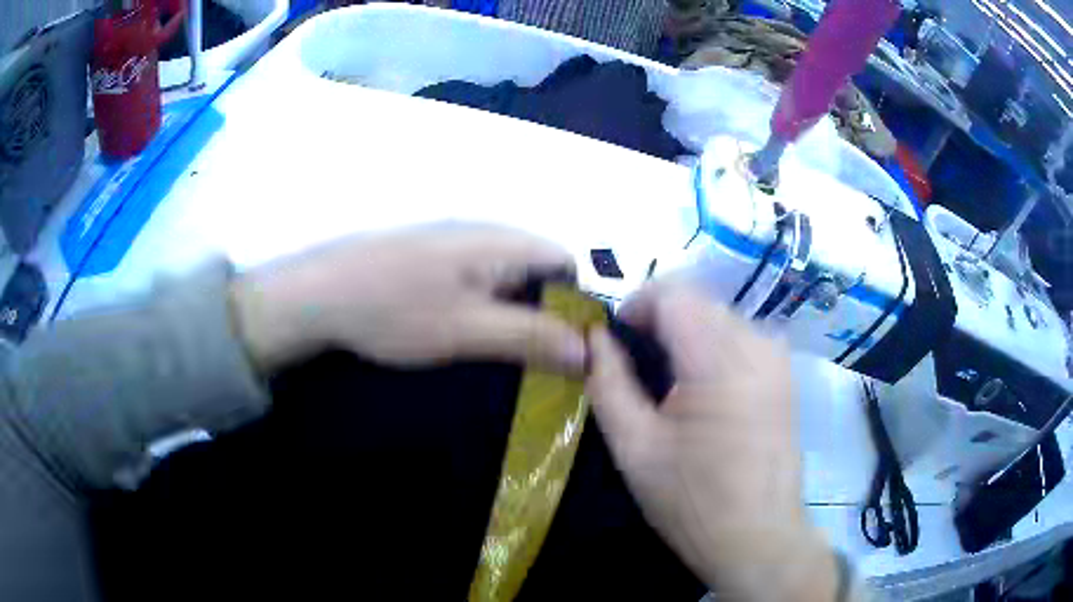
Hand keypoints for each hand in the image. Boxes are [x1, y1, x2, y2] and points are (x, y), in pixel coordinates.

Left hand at [229, 223, 586, 374]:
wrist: (320, 297)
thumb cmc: (393, 310)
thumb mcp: (467, 330)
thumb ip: (530, 336)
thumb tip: (590, 351)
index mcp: (501, 242)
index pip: (567, 264)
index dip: (578, 305)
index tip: (574, 350)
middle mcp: (487, 236)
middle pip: (542, 273)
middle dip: (551, 316)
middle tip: (545, 364)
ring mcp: (460, 248)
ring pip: (512, 282)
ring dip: (520, 318)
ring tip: (512, 358)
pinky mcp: (438, 263)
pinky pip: (484, 286)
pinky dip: (492, 313)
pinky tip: (476, 340)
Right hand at [586, 282, 837, 600]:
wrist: (758, 536)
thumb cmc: (692, 501)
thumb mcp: (635, 447)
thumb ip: (608, 382)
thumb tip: (594, 337)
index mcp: (720, 363)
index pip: (674, 294)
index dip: (637, 304)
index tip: (615, 337)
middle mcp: (757, 346)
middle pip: (698, 301)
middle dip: (660, 319)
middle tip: (635, 363)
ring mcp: (777, 358)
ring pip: (720, 315)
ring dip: (687, 332)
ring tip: (667, 377)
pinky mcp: (785, 374)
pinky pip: (742, 336)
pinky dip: (713, 345)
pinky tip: (702, 386)